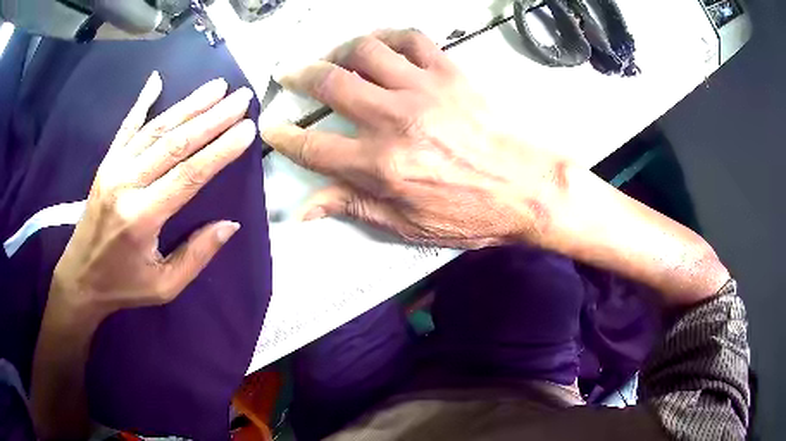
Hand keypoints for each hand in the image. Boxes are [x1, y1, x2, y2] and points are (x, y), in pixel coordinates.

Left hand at [51, 72, 256, 320]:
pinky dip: (142, 102)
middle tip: (242, 98)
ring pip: (156, 129)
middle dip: (212, 118)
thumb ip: (196, 255)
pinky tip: (157, 81)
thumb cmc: (123, 285)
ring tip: (217, 86)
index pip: (189, 175)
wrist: (80, 279)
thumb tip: (230, 225)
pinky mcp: (106, 164)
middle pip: (175, 143)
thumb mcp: (164, 286)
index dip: (220, 150)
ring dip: (189, 104)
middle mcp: (126, 184)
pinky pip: (126, 127)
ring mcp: (113, 169)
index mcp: (141, 218)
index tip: (247, 130)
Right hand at [262, 30, 566, 248]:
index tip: (274, 128)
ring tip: (335, 59)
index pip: (313, 145)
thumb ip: (353, 207)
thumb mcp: (407, 225)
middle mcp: (394, 120)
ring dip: (340, 51)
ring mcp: (423, 89)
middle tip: (289, 75)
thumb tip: (306, 209)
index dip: (285, 136)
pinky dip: (390, 37)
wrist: (528, 189)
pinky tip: (382, 47)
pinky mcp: (450, 73)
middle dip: (299, 76)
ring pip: (365, 50)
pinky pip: (411, 39)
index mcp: (380, 165)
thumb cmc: (472, 213)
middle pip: (330, 83)